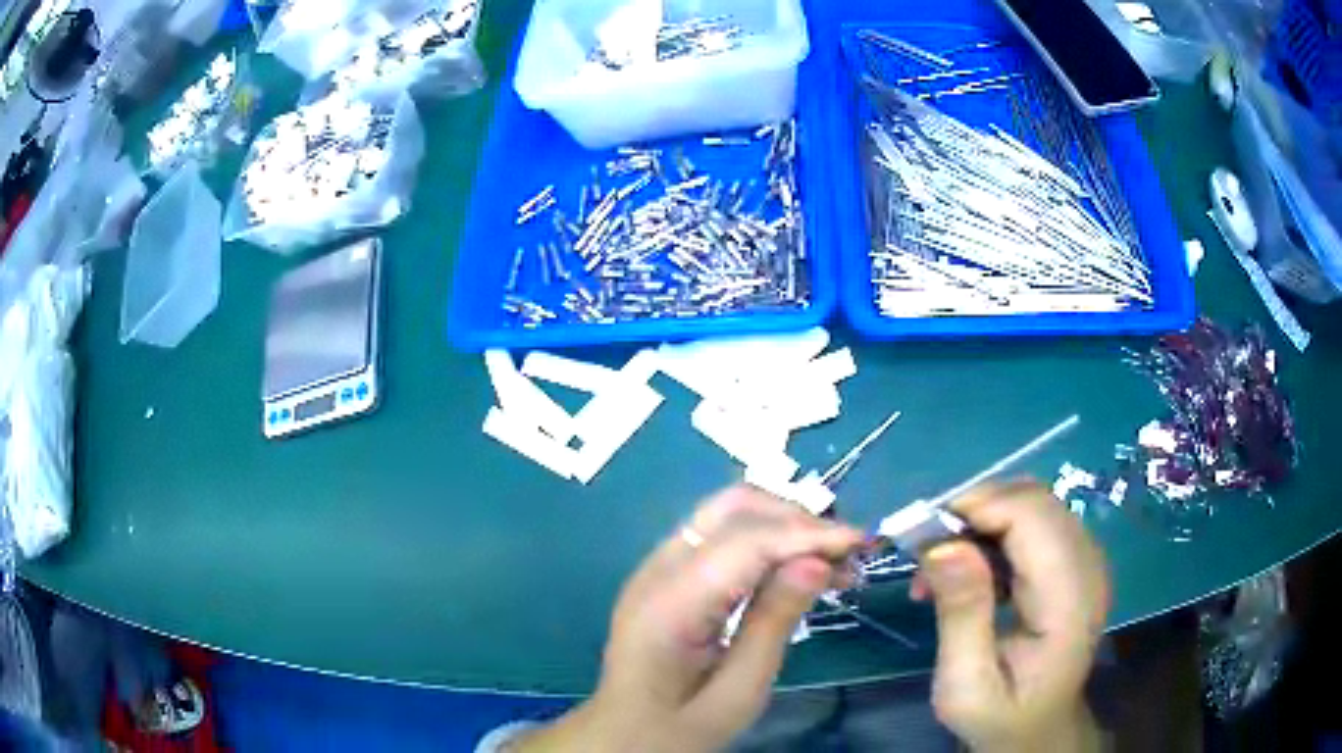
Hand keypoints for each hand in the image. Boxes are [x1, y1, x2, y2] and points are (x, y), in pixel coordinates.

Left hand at [516, 485, 863, 752]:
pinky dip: (766, 542)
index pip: (746, 541)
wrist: (620, 736)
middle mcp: (658, 569)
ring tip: (833, 563)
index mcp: (670, 603)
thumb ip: (773, 624)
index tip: (861, 543)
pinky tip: (796, 569)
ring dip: (785, 526)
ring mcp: (657, 567)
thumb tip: (817, 562)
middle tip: (846, 554)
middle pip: (734, 507)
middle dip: (797, 519)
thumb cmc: (679, 729)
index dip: (807, 534)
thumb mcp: (737, 693)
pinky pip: (721, 538)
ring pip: (729, 514)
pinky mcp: (666, 575)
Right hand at [911, 481, 1109, 752]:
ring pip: (1033, 504)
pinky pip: (1034, 522)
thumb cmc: (999, 715)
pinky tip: (970, 571)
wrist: (1038, 729)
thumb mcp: (966, 685)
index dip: (979, 507)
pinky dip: (995, 533)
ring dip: (982, 521)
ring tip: (941, 568)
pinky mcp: (1074, 562)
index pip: (1032, 516)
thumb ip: (961, 615)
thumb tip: (942, 545)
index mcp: (1068, 601)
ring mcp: (1086, 560)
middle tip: (925, 554)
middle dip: (975, 511)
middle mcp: (1087, 567)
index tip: (922, 537)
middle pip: (1034, 500)